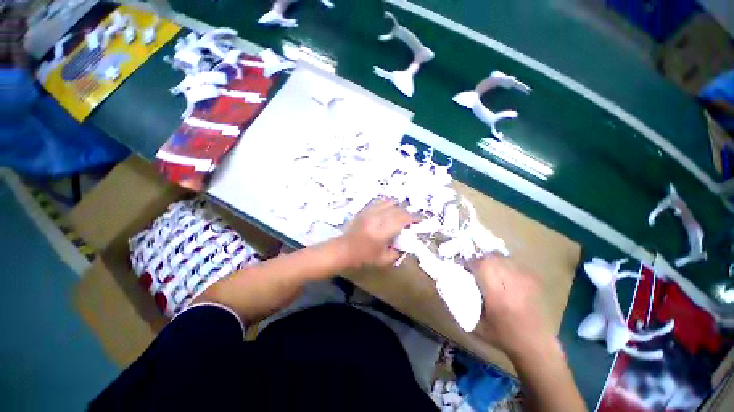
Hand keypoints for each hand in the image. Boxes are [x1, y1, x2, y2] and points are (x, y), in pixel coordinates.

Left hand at [339, 199, 415, 268]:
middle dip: (407, 213)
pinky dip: (388, 205)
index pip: (402, 219)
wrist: (343, 249)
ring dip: (398, 207)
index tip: (420, 220)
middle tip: (410, 220)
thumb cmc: (363, 257)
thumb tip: (407, 242)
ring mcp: (369, 212)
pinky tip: (389, 211)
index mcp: (382, 232)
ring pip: (389, 202)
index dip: (413, 218)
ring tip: (400, 215)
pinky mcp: (364, 210)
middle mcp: (376, 218)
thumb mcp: (383, 259)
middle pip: (397, 209)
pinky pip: (379, 202)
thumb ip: (398, 251)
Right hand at [469, 255, 558, 361]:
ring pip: (502, 258)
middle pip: (492, 258)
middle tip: (473, 267)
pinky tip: (500, 274)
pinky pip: (512, 263)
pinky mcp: (532, 280)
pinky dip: (502, 264)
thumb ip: (462, 304)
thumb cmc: (502, 337)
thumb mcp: (476, 325)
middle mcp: (512, 284)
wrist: (536, 345)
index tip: (463, 267)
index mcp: (498, 296)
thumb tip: (450, 285)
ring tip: (486, 269)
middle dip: (479, 259)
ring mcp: (525, 281)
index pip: (482, 266)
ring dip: (490, 260)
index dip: (470, 262)